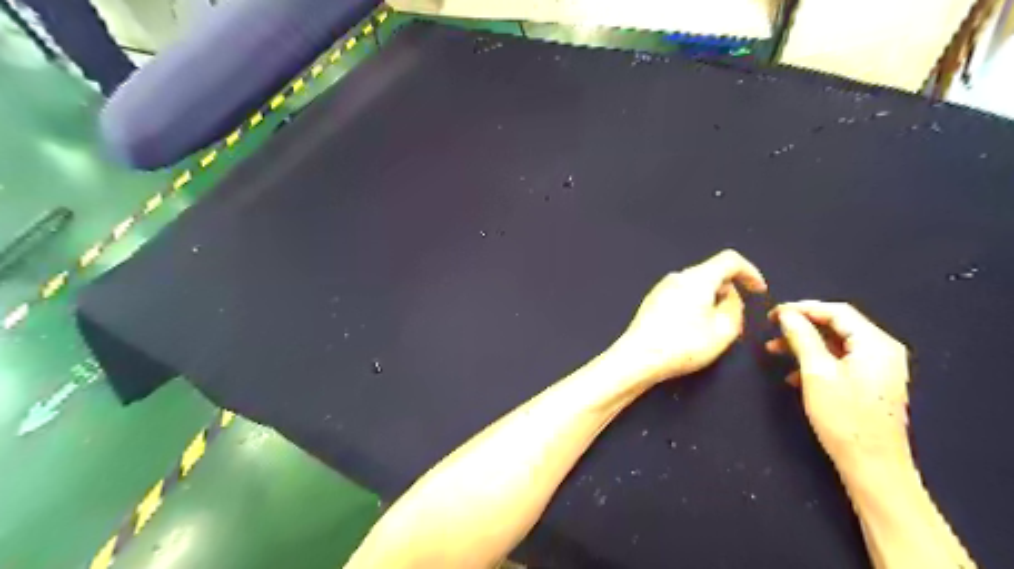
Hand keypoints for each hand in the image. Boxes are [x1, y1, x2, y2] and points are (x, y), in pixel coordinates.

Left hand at [613, 247, 763, 381]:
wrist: (638, 358)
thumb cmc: (683, 345)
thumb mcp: (723, 330)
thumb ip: (735, 307)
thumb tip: (729, 296)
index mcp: (697, 278)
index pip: (729, 260)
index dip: (750, 272)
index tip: (759, 291)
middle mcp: (677, 276)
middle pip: (711, 273)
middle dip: (729, 292)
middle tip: (736, 319)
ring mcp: (661, 288)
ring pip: (695, 286)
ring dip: (710, 301)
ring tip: (714, 329)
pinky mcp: (652, 301)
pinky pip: (681, 296)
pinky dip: (694, 306)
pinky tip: (692, 330)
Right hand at [764, 299, 914, 477]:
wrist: (873, 466)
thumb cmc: (844, 418)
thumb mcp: (816, 373)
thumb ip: (802, 338)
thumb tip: (787, 314)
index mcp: (875, 344)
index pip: (836, 311)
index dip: (802, 308)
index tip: (773, 314)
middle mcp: (882, 350)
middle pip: (837, 325)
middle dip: (801, 326)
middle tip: (771, 329)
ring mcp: (878, 367)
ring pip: (835, 343)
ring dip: (804, 344)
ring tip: (774, 350)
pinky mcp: (871, 382)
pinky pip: (840, 360)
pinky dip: (816, 361)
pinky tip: (793, 374)